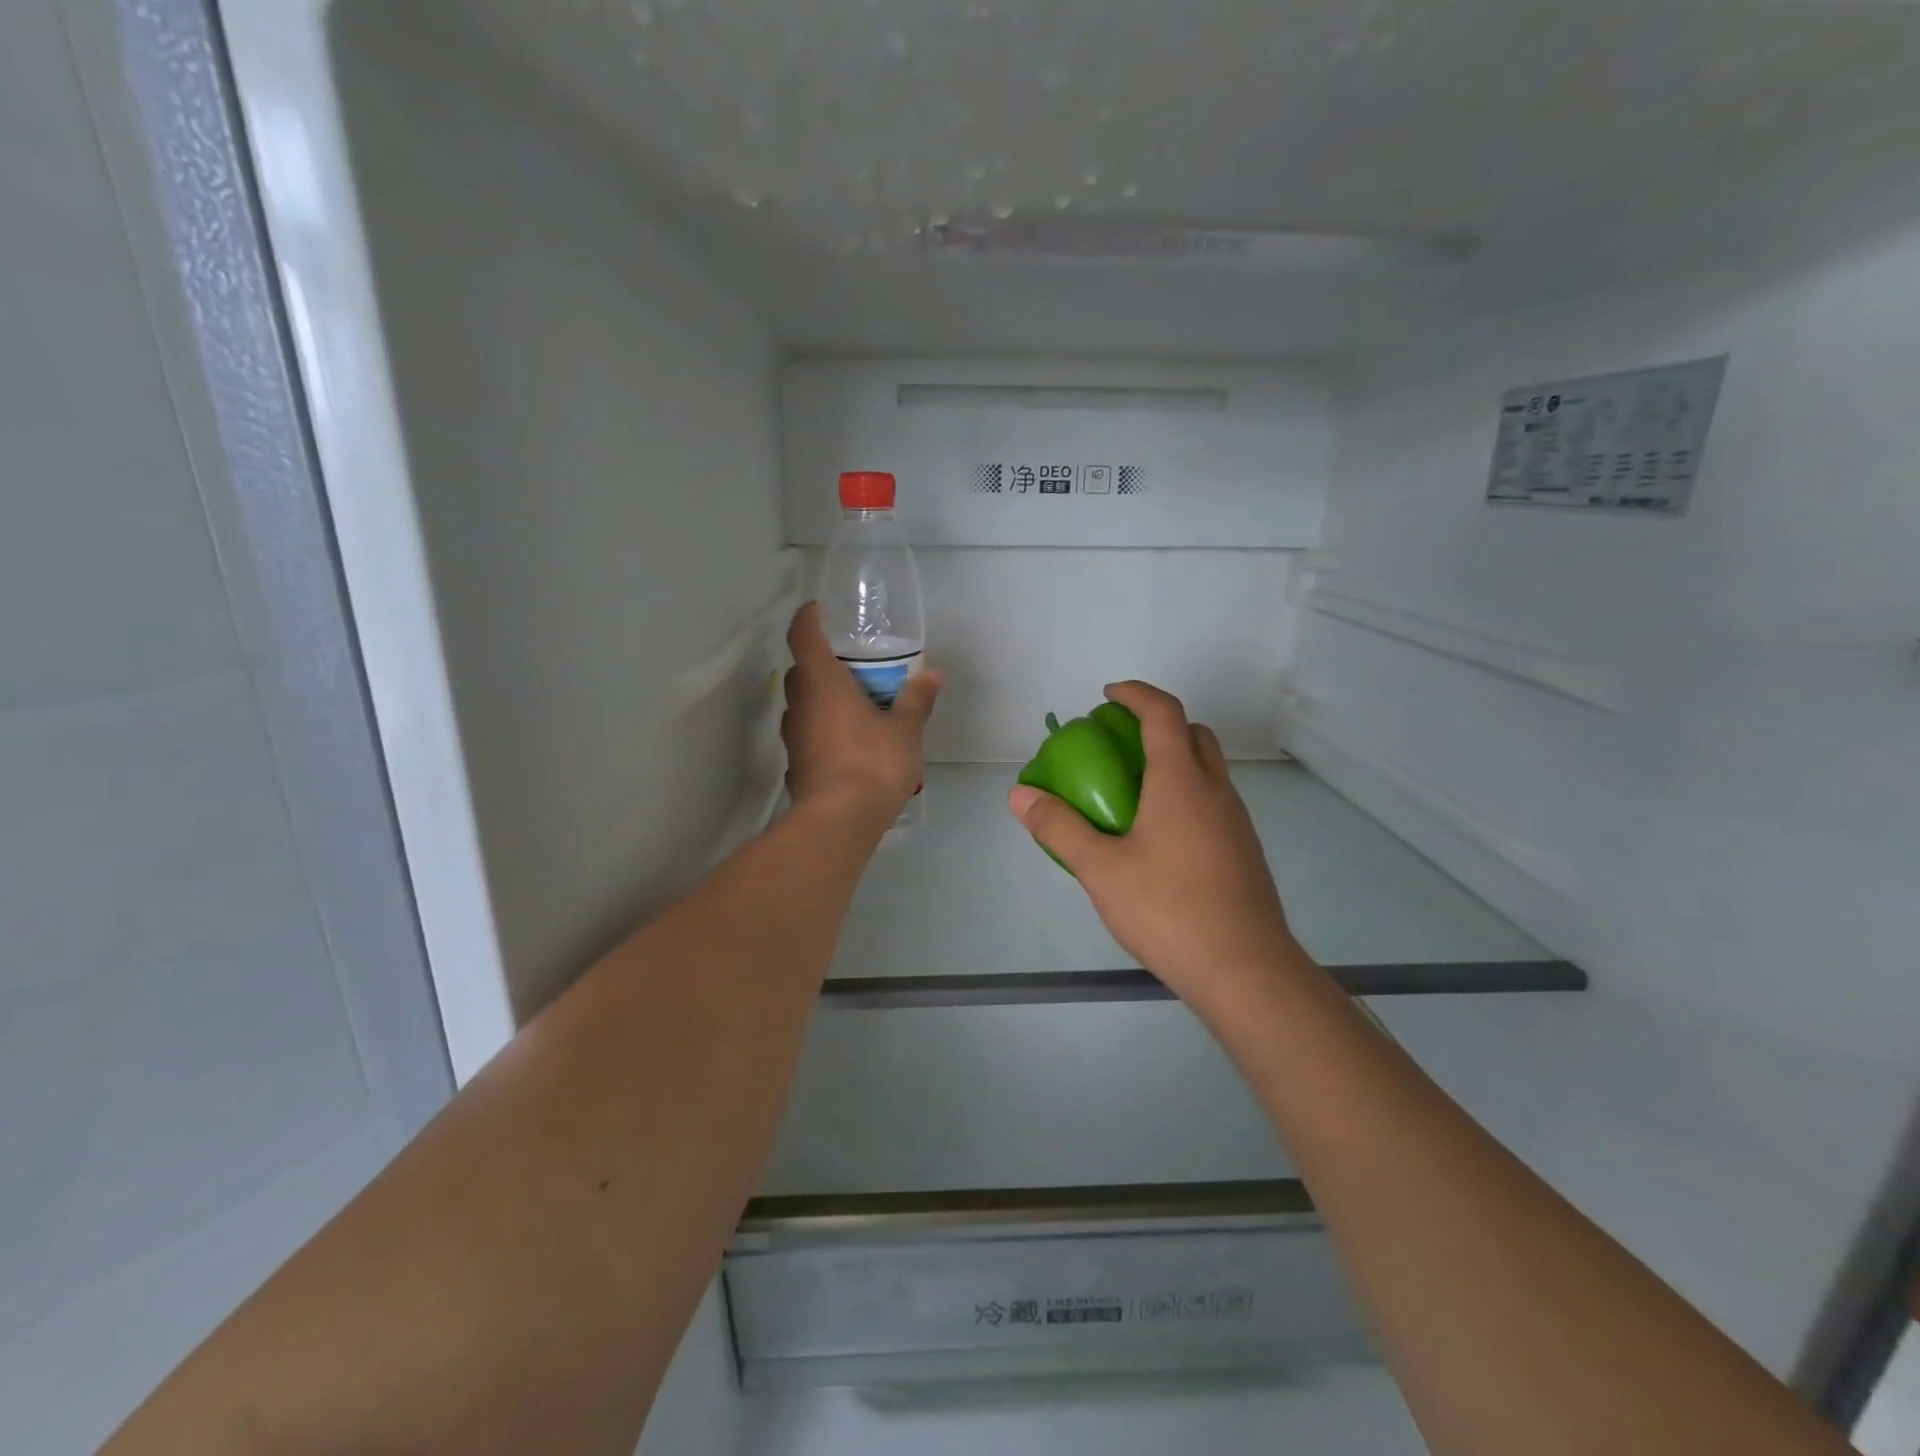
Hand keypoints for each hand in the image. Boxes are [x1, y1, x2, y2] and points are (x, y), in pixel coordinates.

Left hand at [783, 602, 941, 825]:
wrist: (839, 821)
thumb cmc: (872, 763)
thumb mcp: (905, 729)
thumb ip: (917, 698)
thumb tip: (933, 674)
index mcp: (822, 682)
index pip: (803, 634)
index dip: (809, 617)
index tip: (820, 610)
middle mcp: (800, 703)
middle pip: (802, 670)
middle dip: (823, 662)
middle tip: (854, 664)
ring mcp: (793, 735)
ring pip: (804, 703)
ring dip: (824, 698)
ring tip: (858, 704)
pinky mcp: (796, 762)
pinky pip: (809, 732)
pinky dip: (825, 727)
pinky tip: (851, 741)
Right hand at [1007, 682, 1295, 1002]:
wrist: (1244, 969)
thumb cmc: (1168, 909)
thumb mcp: (1101, 870)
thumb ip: (1059, 828)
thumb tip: (1019, 795)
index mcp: (1181, 780)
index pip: (1163, 713)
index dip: (1135, 694)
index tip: (1107, 695)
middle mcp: (1215, 790)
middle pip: (1194, 733)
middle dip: (1158, 722)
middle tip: (1119, 741)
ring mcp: (1236, 821)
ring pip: (1208, 768)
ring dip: (1175, 759)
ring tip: (1134, 789)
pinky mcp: (1244, 850)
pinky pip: (1213, 801)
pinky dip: (1187, 793)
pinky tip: (1160, 835)